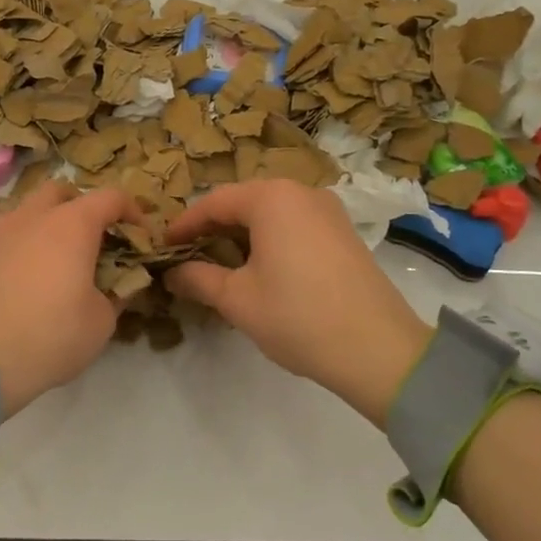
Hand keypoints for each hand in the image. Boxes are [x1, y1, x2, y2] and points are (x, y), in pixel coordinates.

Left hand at [0, 180, 134, 416]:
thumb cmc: (52, 335)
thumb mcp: (102, 321)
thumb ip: (116, 294)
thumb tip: (119, 284)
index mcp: (72, 224)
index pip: (111, 197)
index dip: (133, 212)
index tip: (142, 238)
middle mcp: (33, 218)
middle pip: (62, 191)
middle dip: (84, 207)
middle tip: (97, 240)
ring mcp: (0, 235)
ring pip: (29, 210)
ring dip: (50, 223)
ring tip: (62, 259)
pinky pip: (10, 238)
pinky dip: (27, 246)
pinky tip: (33, 280)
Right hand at [165, 181, 431, 427]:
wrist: (378, 348)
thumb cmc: (297, 316)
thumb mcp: (237, 299)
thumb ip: (198, 278)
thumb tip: (172, 273)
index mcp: (272, 197)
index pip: (214, 202)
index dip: (184, 225)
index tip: (162, 247)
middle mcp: (302, 192)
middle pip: (244, 203)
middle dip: (213, 229)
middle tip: (188, 258)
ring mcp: (328, 211)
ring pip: (271, 214)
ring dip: (242, 236)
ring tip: (220, 266)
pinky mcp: (344, 233)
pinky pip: (295, 225)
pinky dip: (270, 241)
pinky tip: (260, 270)